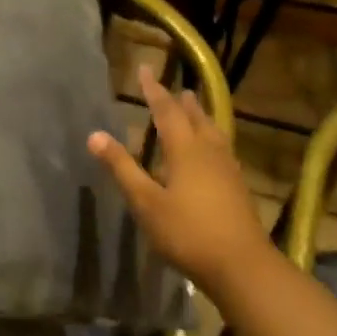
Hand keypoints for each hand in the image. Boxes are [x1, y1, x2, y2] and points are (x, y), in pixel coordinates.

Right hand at [88, 65, 268, 296]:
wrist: (242, 266)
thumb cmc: (187, 232)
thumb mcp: (146, 202)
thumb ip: (122, 168)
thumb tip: (95, 135)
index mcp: (186, 150)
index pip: (167, 111)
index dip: (154, 90)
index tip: (146, 70)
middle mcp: (210, 152)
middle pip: (196, 119)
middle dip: (182, 103)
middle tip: (176, 89)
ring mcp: (228, 170)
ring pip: (214, 133)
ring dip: (201, 118)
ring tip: (195, 110)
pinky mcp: (238, 188)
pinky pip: (222, 150)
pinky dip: (212, 139)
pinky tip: (212, 154)